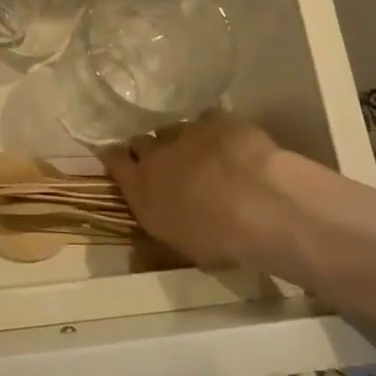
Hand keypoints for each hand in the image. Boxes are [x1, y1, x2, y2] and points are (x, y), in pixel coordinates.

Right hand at [101, 112, 291, 269]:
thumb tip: (134, 256)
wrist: (262, 207)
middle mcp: (156, 153)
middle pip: (141, 142)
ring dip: (181, 142)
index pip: (113, 160)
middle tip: (167, 167)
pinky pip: (207, 120)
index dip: (115, 159)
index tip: (120, 163)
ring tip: (201, 157)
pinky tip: (229, 145)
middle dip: (149, 152)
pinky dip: (213, 131)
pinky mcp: (217, 120)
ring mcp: (186, 132)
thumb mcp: (180, 251)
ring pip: (174, 130)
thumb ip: (153, 248)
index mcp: (140, 185)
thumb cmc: (218, 240)